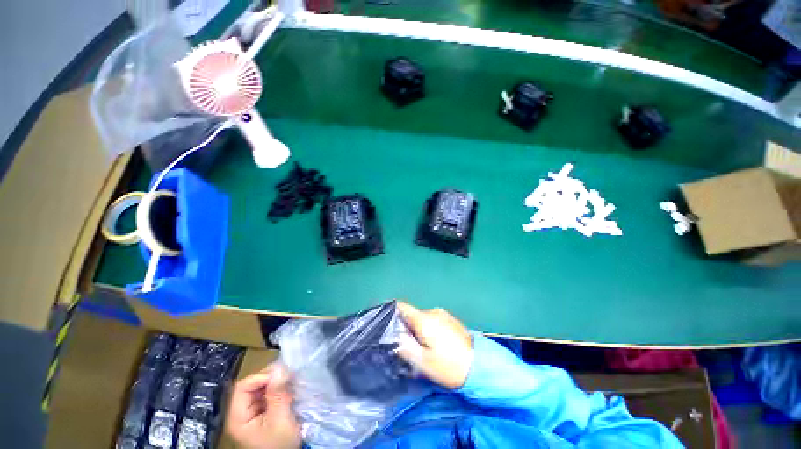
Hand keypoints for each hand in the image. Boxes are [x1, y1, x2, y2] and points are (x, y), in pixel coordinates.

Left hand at [226, 364, 301, 448]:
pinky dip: (279, 388)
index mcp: (238, 417)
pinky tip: (289, 389)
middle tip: (288, 376)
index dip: (260, 377)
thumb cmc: (280, 444)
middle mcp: (241, 412)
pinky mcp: (262, 412)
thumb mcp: (280, 421)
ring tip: (290, 382)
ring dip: (276, 382)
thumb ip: (278, 395)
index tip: (281, 375)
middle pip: (251, 385)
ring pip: (261, 387)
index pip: (242, 387)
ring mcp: (252, 412)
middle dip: (270, 378)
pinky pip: (268, 393)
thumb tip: (279, 368)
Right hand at [396, 302, 473, 388]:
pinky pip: (434, 321)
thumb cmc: (449, 366)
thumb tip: (394, 336)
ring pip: (423, 319)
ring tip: (423, 348)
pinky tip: (436, 345)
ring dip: (419, 330)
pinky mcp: (451, 320)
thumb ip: (404, 346)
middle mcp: (433, 312)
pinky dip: (429, 329)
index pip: (402, 306)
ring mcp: (444, 314)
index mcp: (424, 319)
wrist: (480, 367)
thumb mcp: (423, 362)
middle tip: (407, 346)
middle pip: (412, 315)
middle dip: (407, 328)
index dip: (392, 311)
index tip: (385, 322)